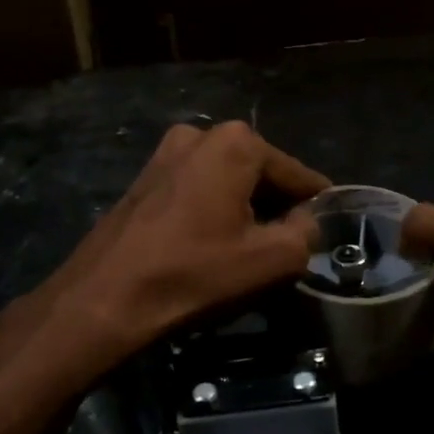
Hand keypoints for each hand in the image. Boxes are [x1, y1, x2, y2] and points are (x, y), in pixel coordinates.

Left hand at [9, 121, 329, 374]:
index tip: (329, 227)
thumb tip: (307, 221)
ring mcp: (166, 153)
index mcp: (236, 142)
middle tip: (290, 245)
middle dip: (277, 205)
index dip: (316, 204)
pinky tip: (214, 245)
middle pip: (259, 173)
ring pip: (227, 181)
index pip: (296, 173)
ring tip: (253, 249)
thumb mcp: (269, 260)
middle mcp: (200, 134)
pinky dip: (214, 210)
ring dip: (244, 209)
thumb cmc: (193, 274)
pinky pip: (197, 189)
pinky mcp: (145, 178)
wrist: (104, 299)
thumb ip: (305, 233)